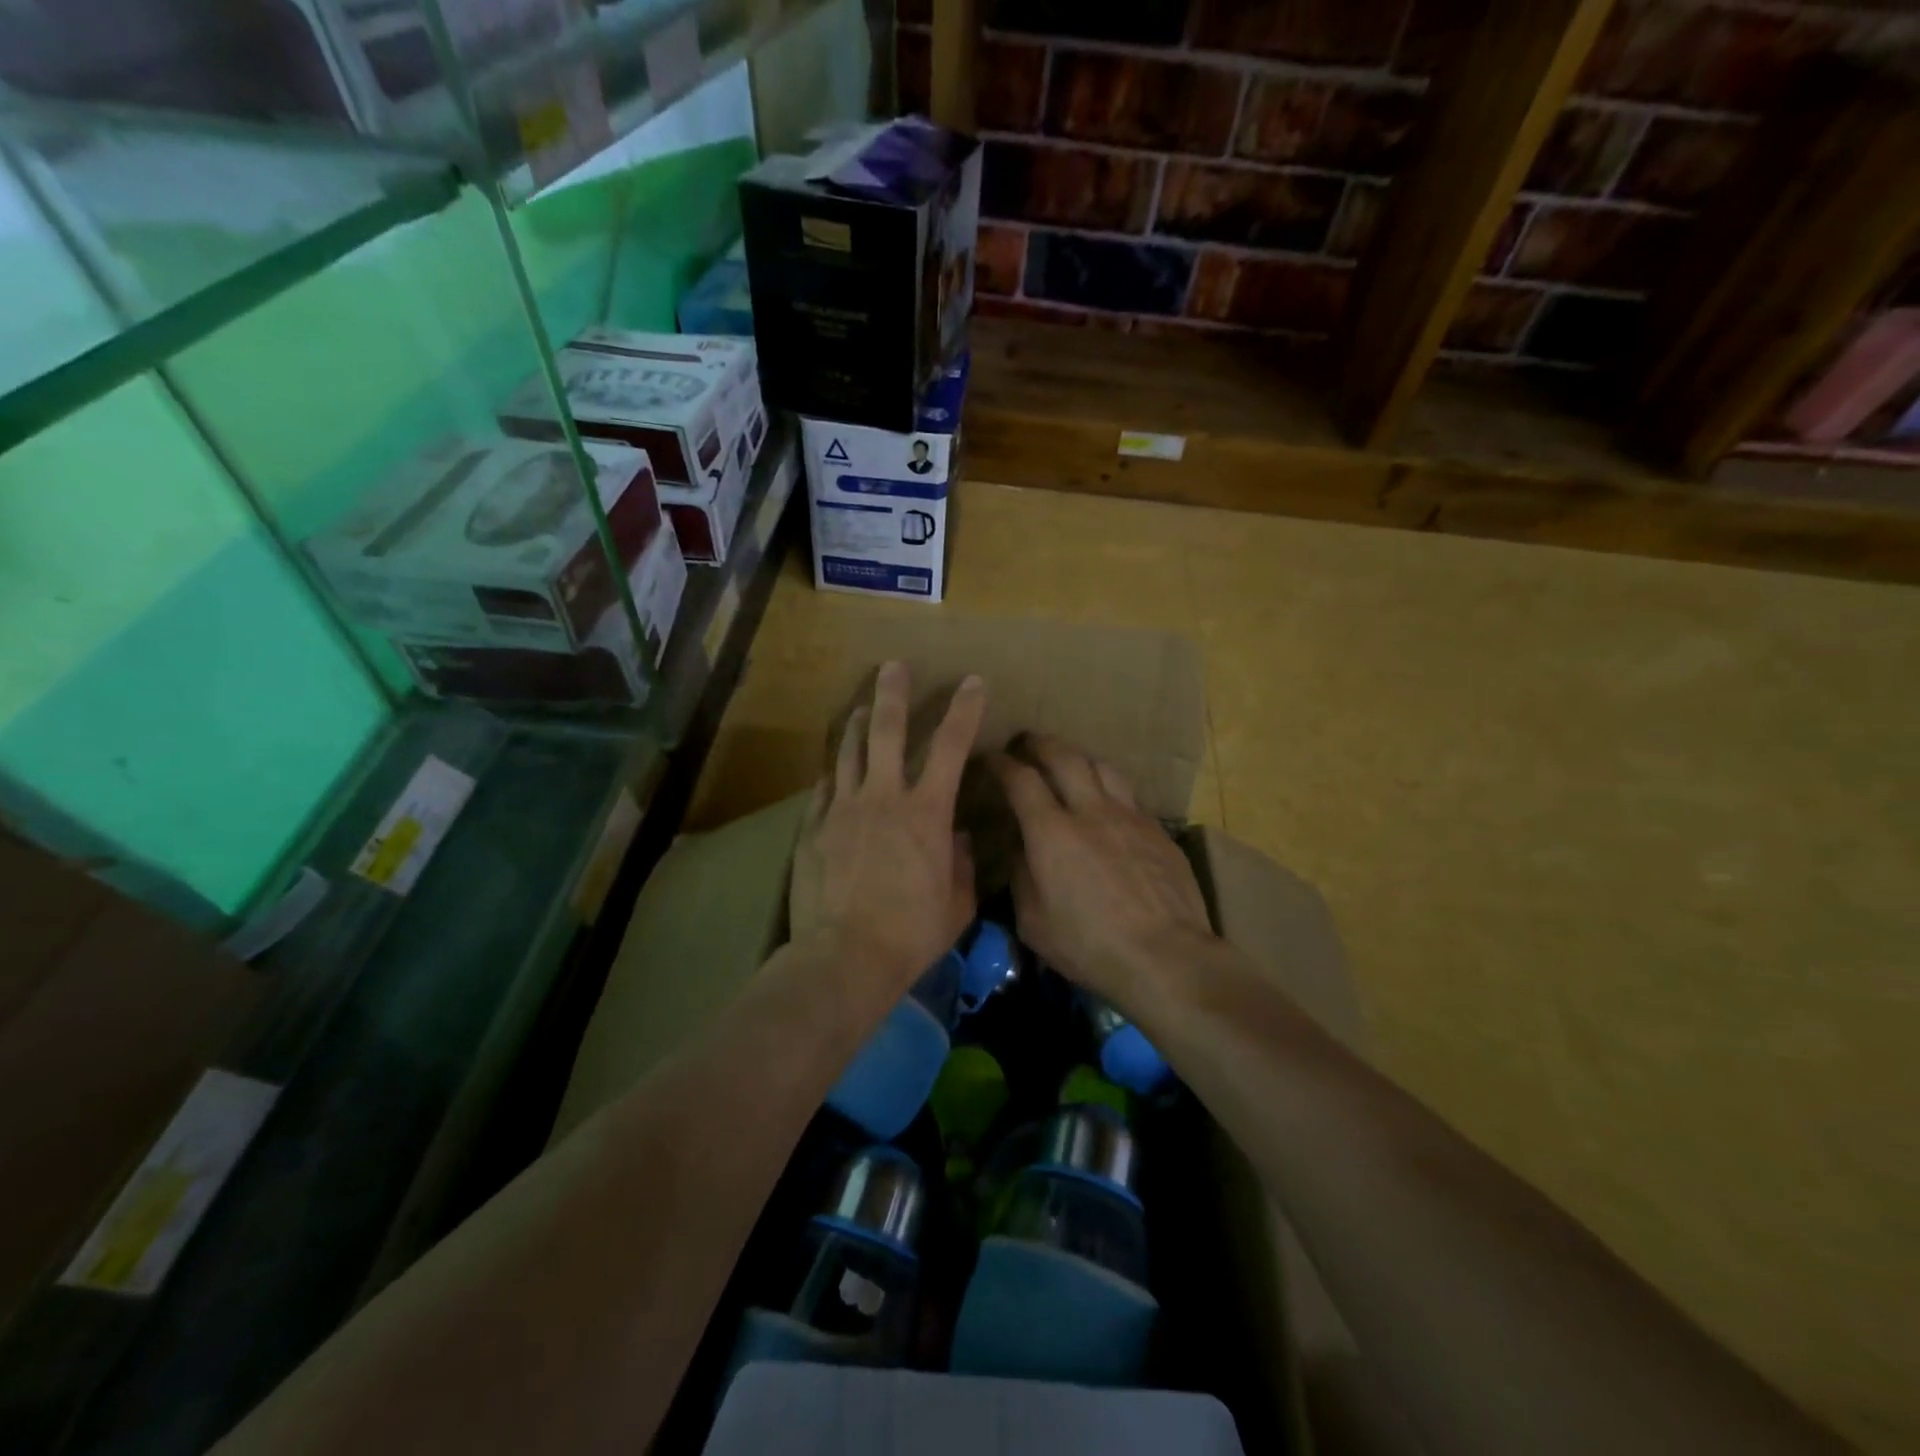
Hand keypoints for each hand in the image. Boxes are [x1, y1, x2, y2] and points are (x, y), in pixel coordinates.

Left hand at [790, 662, 986, 988]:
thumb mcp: (956, 904)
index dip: (964, 710)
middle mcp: (883, 797)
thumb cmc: (912, 934)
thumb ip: (959, 864)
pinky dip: (833, 773)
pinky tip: (834, 768)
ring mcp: (842, 809)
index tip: (972, 682)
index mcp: (927, 812)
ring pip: (848, 751)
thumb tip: (955, 837)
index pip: (950, 746)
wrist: (845, 958)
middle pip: (885, 730)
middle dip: (892, 693)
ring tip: (861, 707)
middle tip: (893, 666)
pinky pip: (823, 789)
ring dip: (857, 724)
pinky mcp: (813, 828)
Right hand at [994, 734, 1214, 1005]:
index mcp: (1051, 832)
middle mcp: (1091, 811)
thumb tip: (1021, 849)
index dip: (1002, 763)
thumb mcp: (1033, 922)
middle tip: (1028, 742)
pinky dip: (1109, 790)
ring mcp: (1130, 817)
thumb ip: (1021, 876)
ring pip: (1102, 766)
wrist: (1165, 956)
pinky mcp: (1158, 831)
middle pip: (1064, 756)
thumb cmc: (1089, 946)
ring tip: (1070, 763)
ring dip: (1079, 758)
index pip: (1021, 780)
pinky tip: (1109, 806)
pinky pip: (1129, 796)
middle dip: (1041, 743)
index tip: (992, 758)